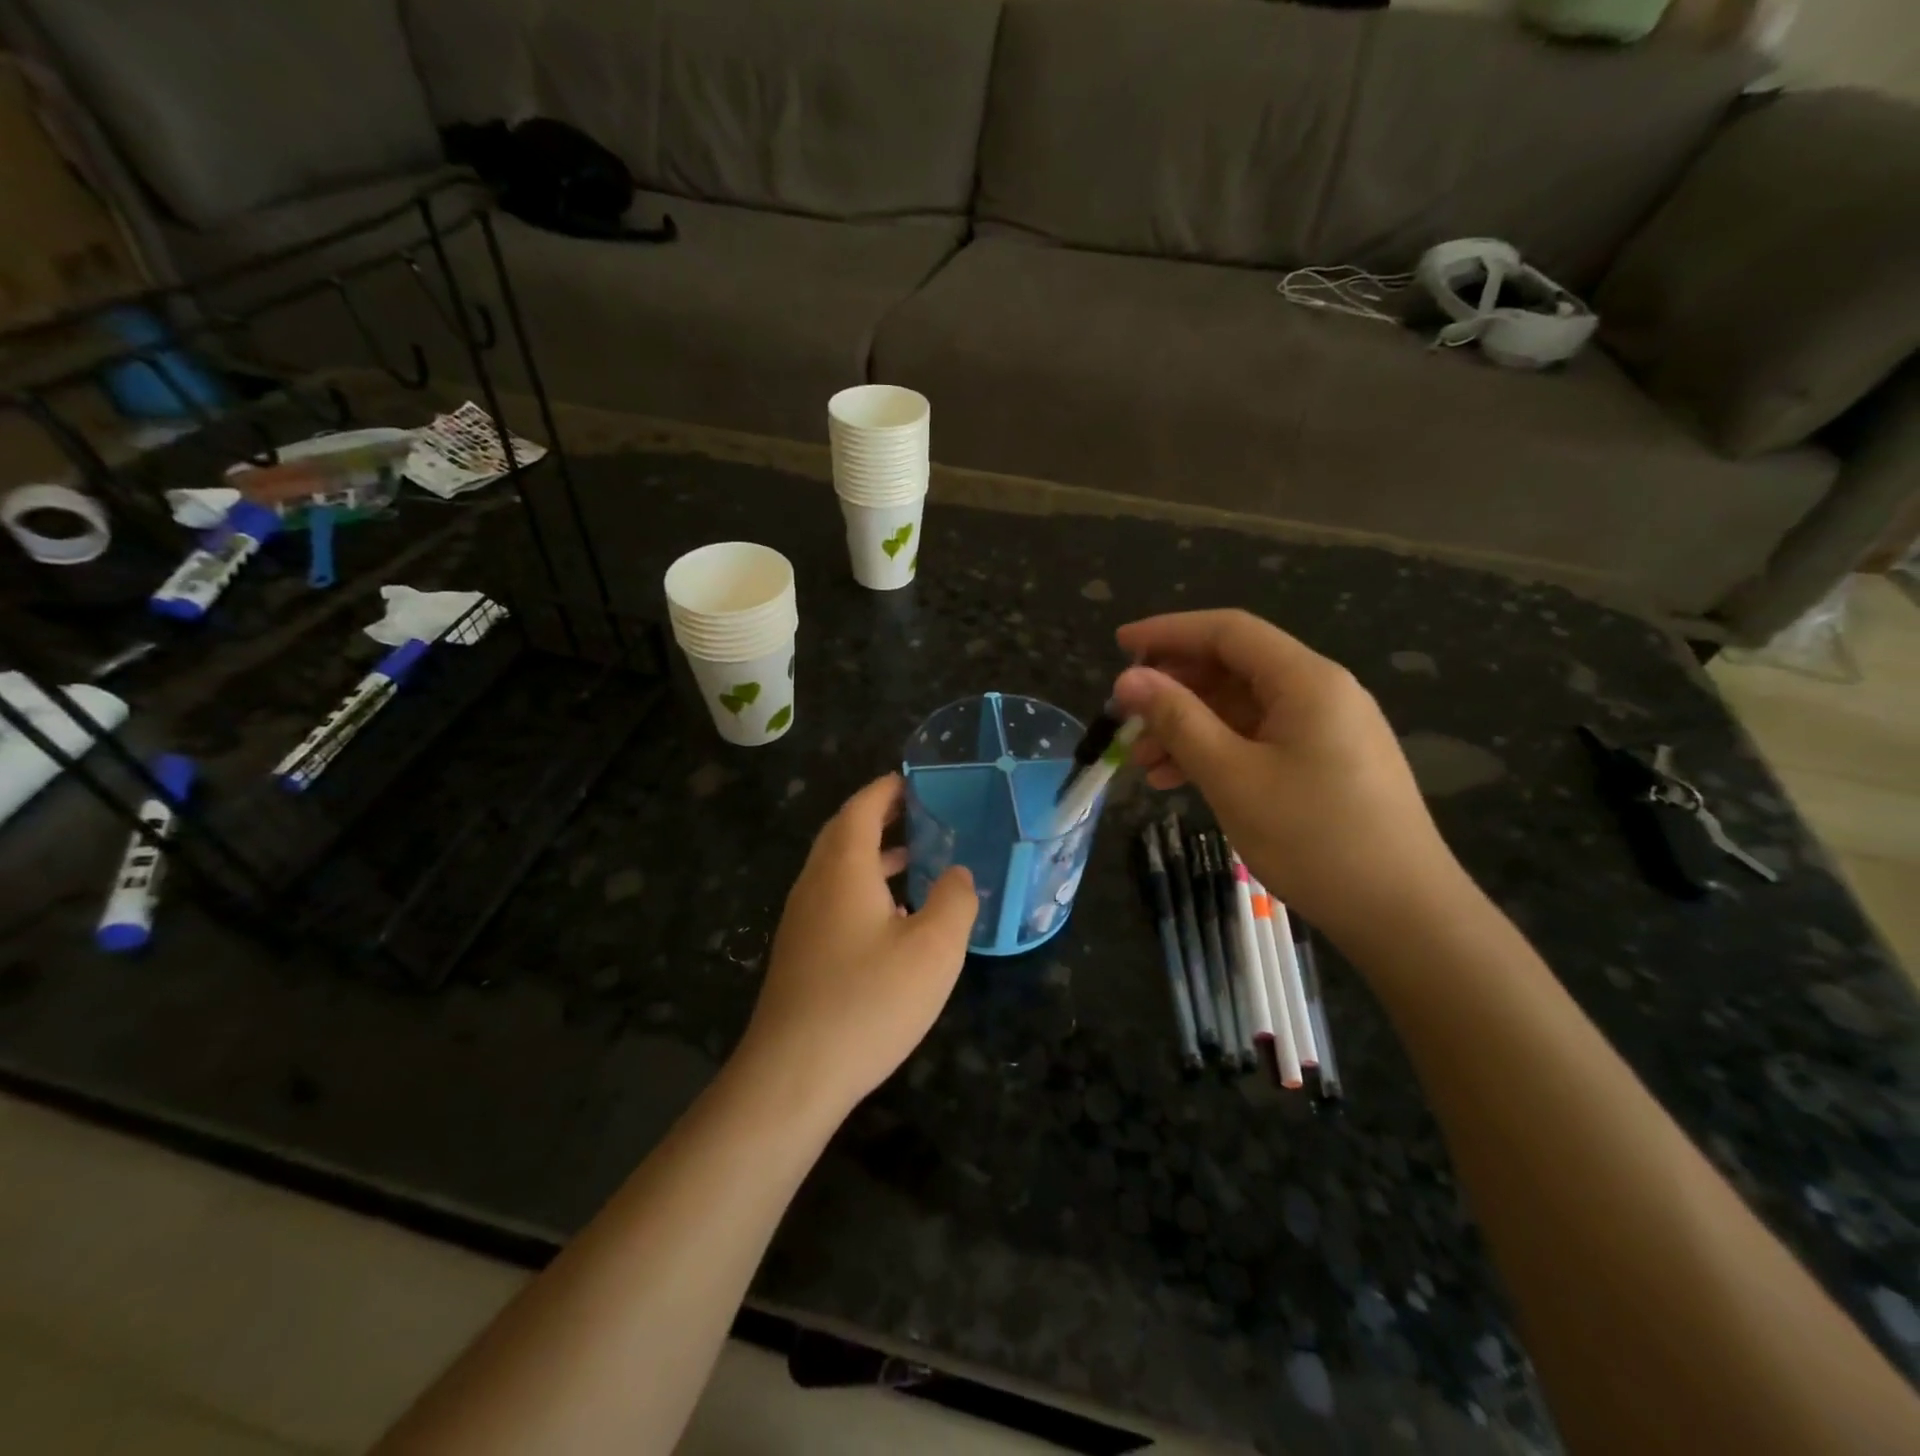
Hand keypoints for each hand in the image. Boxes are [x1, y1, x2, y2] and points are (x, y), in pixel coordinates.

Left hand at [736, 775, 976, 1122]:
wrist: (793, 1074)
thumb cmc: (868, 1000)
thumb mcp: (934, 948)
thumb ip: (954, 900)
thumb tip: (958, 874)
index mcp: (843, 868)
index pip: (862, 808)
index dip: (887, 790)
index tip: (915, 781)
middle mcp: (815, 884)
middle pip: (844, 833)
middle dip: (881, 818)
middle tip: (923, 816)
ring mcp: (801, 919)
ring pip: (838, 869)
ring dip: (874, 856)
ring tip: (916, 861)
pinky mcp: (800, 952)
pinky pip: (834, 900)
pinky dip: (864, 889)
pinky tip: (894, 920)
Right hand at [1111, 610, 1468, 949]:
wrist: (1403, 914)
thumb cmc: (1313, 838)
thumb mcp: (1232, 776)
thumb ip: (1178, 720)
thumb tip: (1129, 679)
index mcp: (1306, 680)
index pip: (1227, 631)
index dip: (1168, 632)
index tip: (1119, 645)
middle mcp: (1321, 692)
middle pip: (1234, 667)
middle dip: (1174, 688)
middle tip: (1126, 716)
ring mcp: (1327, 729)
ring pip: (1242, 708)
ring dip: (1189, 726)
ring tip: (1143, 761)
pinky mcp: (1327, 763)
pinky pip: (1259, 739)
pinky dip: (1217, 750)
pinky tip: (1180, 779)